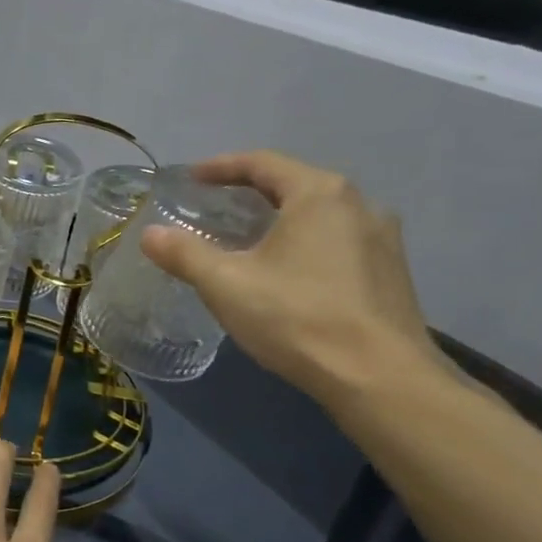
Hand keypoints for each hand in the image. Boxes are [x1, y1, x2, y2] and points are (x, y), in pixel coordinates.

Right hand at [139, 150, 442, 406]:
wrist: (379, 378)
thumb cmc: (297, 317)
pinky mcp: (392, 272)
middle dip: (250, 192)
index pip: (262, 163)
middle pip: (294, 185)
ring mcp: (382, 239)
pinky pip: (338, 241)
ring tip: (248, 240)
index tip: (191, 178)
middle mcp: (359, 205)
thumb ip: (184, 253)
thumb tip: (150, 234)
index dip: (221, 167)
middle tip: (215, 207)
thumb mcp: (226, 284)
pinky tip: (286, 272)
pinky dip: (304, 243)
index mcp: (319, 195)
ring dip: (280, 219)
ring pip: (319, 215)